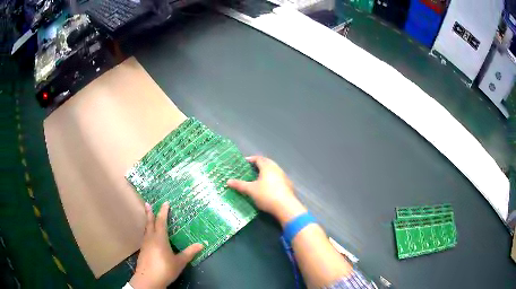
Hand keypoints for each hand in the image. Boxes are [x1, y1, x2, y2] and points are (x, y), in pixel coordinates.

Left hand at [129, 202, 202, 288]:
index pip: (161, 222)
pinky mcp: (143, 251)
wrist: (148, 280)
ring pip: (146, 230)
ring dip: (148, 222)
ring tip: (149, 218)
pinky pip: (145, 237)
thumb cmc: (165, 269)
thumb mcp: (179, 262)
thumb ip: (189, 253)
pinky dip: (147, 232)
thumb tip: (201, 244)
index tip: (165, 203)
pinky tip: (149, 237)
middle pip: (150, 223)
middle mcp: (151, 239)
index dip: (163, 212)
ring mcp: (145, 245)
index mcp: (160, 239)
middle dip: (150, 213)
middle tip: (148, 204)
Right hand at [227, 156, 306, 225]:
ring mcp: (284, 177)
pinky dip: (271, 180)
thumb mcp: (250, 190)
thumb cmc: (267, 195)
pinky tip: (268, 187)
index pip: (259, 159)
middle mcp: (277, 169)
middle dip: (259, 165)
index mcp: (268, 167)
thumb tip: (228, 181)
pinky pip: (278, 179)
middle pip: (267, 163)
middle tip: (251, 169)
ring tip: (258, 178)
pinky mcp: (288, 186)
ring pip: (273, 171)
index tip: (244, 162)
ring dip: (266, 172)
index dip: (251, 159)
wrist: (286, 207)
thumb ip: (240, 185)